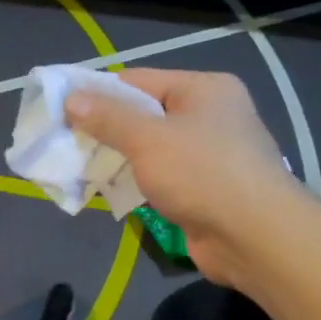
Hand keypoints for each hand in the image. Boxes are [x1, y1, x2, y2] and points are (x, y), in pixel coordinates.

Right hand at [66, 68, 299, 286]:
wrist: (257, 239)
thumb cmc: (203, 175)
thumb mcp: (148, 139)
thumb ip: (107, 118)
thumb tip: (71, 99)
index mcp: (204, 89)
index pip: (138, 80)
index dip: (99, 94)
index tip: (63, 111)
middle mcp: (210, 115)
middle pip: (144, 114)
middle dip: (106, 130)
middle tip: (67, 143)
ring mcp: (210, 153)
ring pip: (151, 148)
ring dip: (119, 158)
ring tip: (81, 168)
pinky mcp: (206, 188)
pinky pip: (162, 176)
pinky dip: (138, 181)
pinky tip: (111, 191)